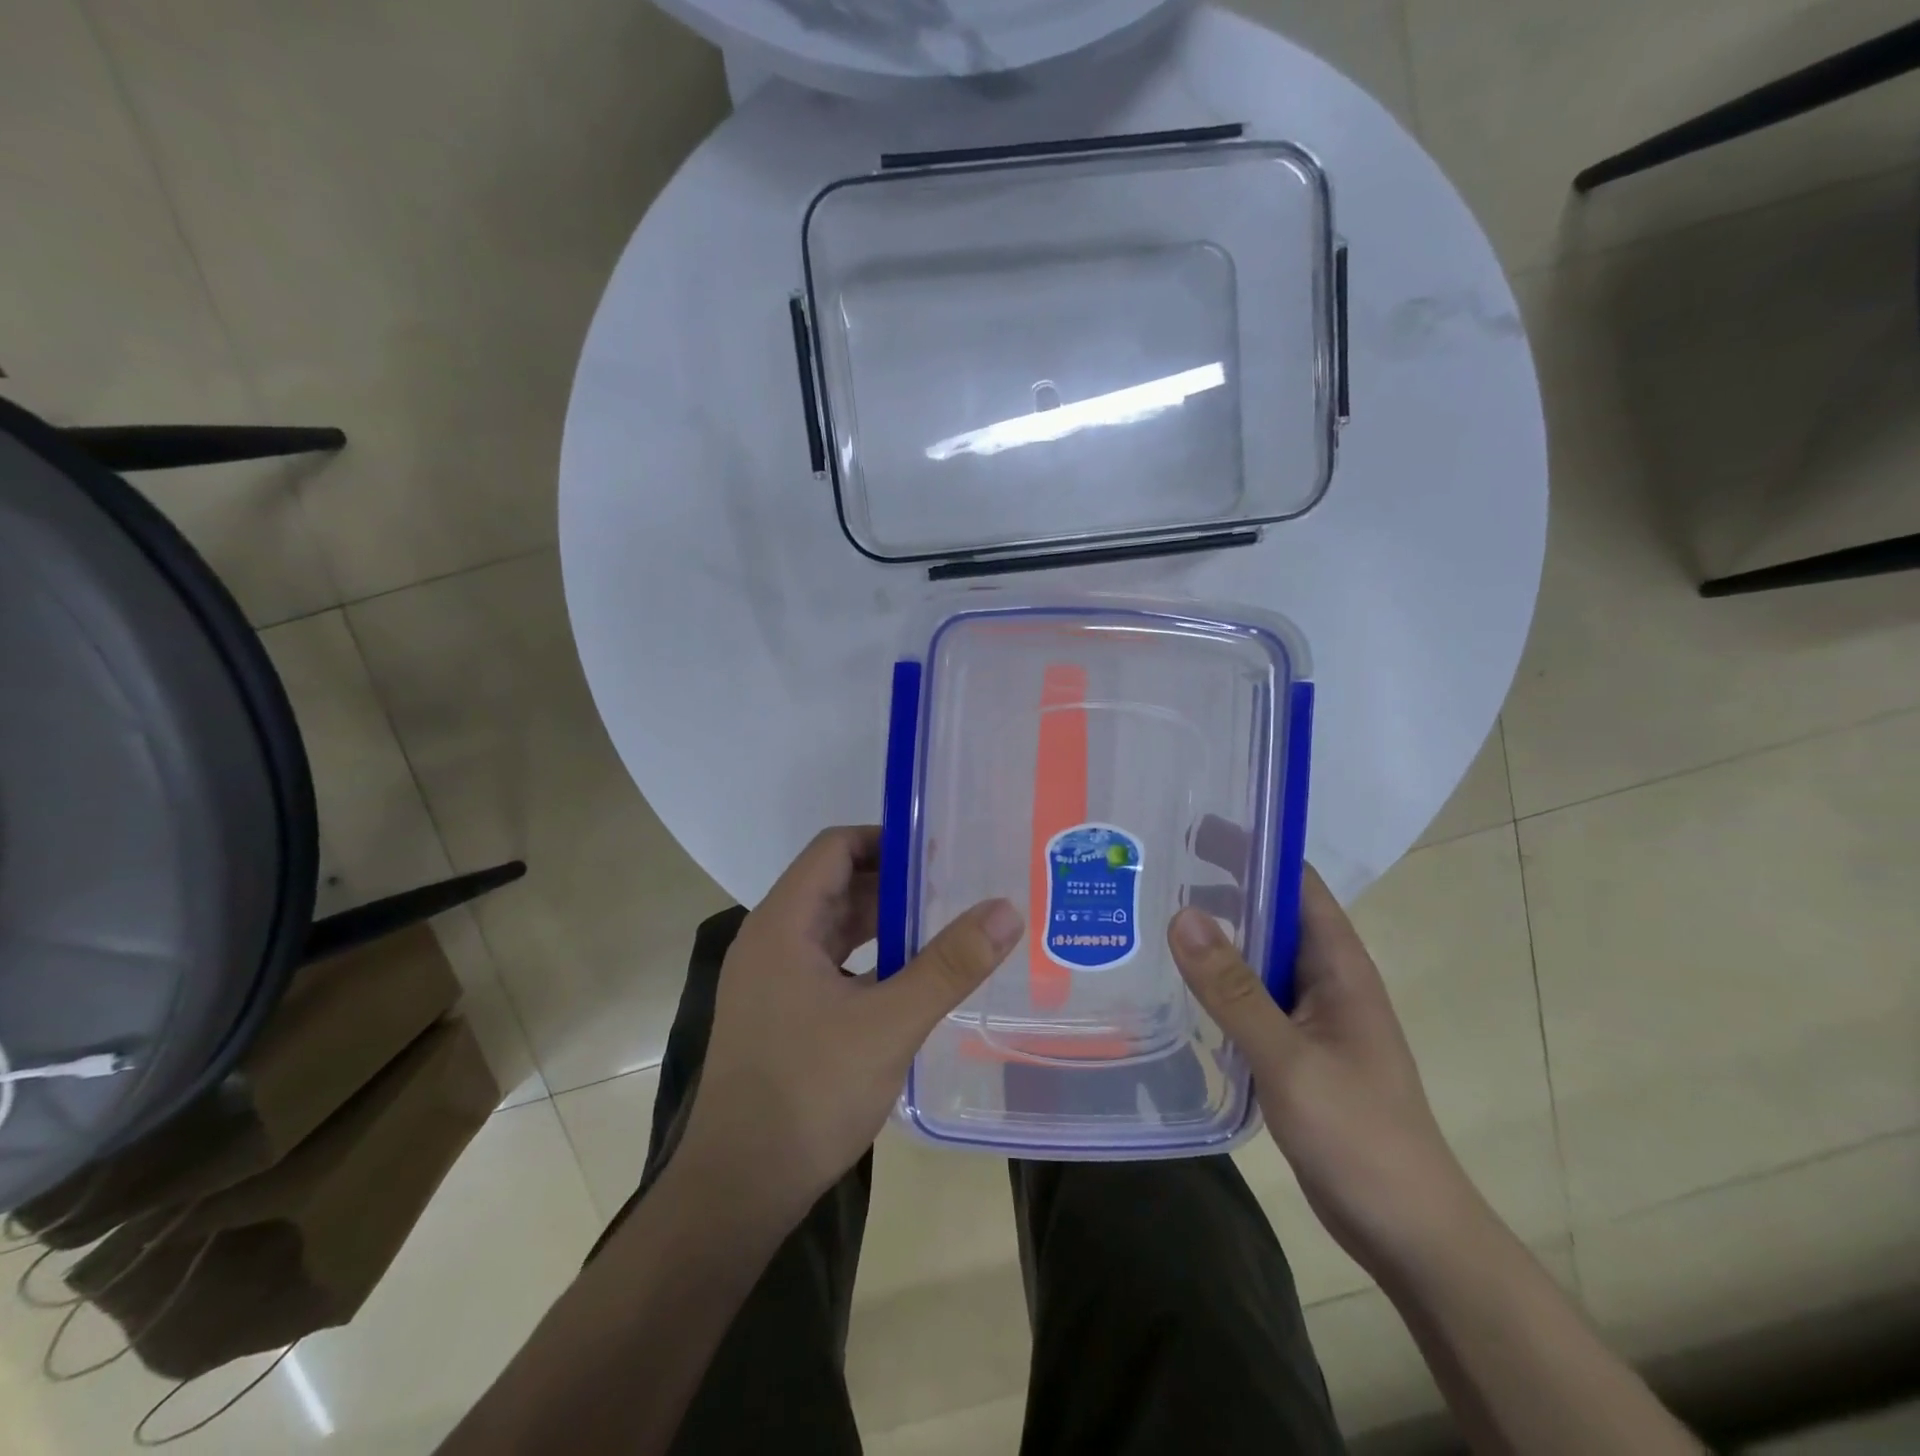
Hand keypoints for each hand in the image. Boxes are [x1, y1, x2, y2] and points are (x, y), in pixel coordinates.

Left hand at [675, 826, 1022, 1225]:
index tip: (939, 853)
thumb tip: (1006, 909)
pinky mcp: (778, 1013)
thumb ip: (949, 965)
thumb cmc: (809, 1094)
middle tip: (954, 890)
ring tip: (942, 927)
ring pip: (832, 928)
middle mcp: (769, 940)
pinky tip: (909, 979)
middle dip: (893, 883)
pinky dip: (868, 959)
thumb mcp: (889, 1024)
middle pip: (834, 885)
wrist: (739, 1189)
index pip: (834, 849)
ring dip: (882, 923)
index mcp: (782, 924)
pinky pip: (828, 964)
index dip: (886, 840)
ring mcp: (770, 980)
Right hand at [1168, 869, 1484, 1277]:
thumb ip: (1234, 989)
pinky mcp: (1295, 1048)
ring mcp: (1311, 1015)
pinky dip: (1216, 981)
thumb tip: (1183, 914)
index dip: (1251, 847)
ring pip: (1257, 957)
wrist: (1409, 1232)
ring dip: (1215, 935)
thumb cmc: (1360, 1135)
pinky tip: (1176, 984)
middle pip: (1271, 914)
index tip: (1191, 826)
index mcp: (1340, 965)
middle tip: (1153, 869)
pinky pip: (1251, 997)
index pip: (1297, 883)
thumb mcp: (1289, 1058)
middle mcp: (1326, 979)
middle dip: (1220, 885)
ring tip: (1151, 915)